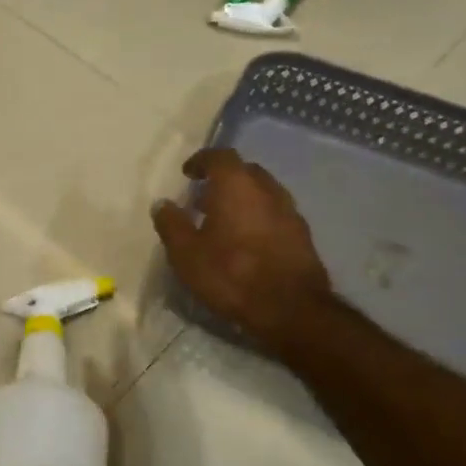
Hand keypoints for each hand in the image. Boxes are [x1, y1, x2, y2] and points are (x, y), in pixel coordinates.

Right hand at [152, 148, 332, 355]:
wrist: (290, 309)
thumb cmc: (231, 275)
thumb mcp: (186, 254)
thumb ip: (171, 224)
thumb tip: (162, 204)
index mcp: (237, 186)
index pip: (220, 156)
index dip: (202, 161)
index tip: (188, 174)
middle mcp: (267, 190)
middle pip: (245, 172)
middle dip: (223, 179)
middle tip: (203, 198)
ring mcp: (289, 211)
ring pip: (262, 193)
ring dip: (242, 199)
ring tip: (223, 222)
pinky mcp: (302, 235)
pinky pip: (275, 214)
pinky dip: (258, 218)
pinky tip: (246, 242)